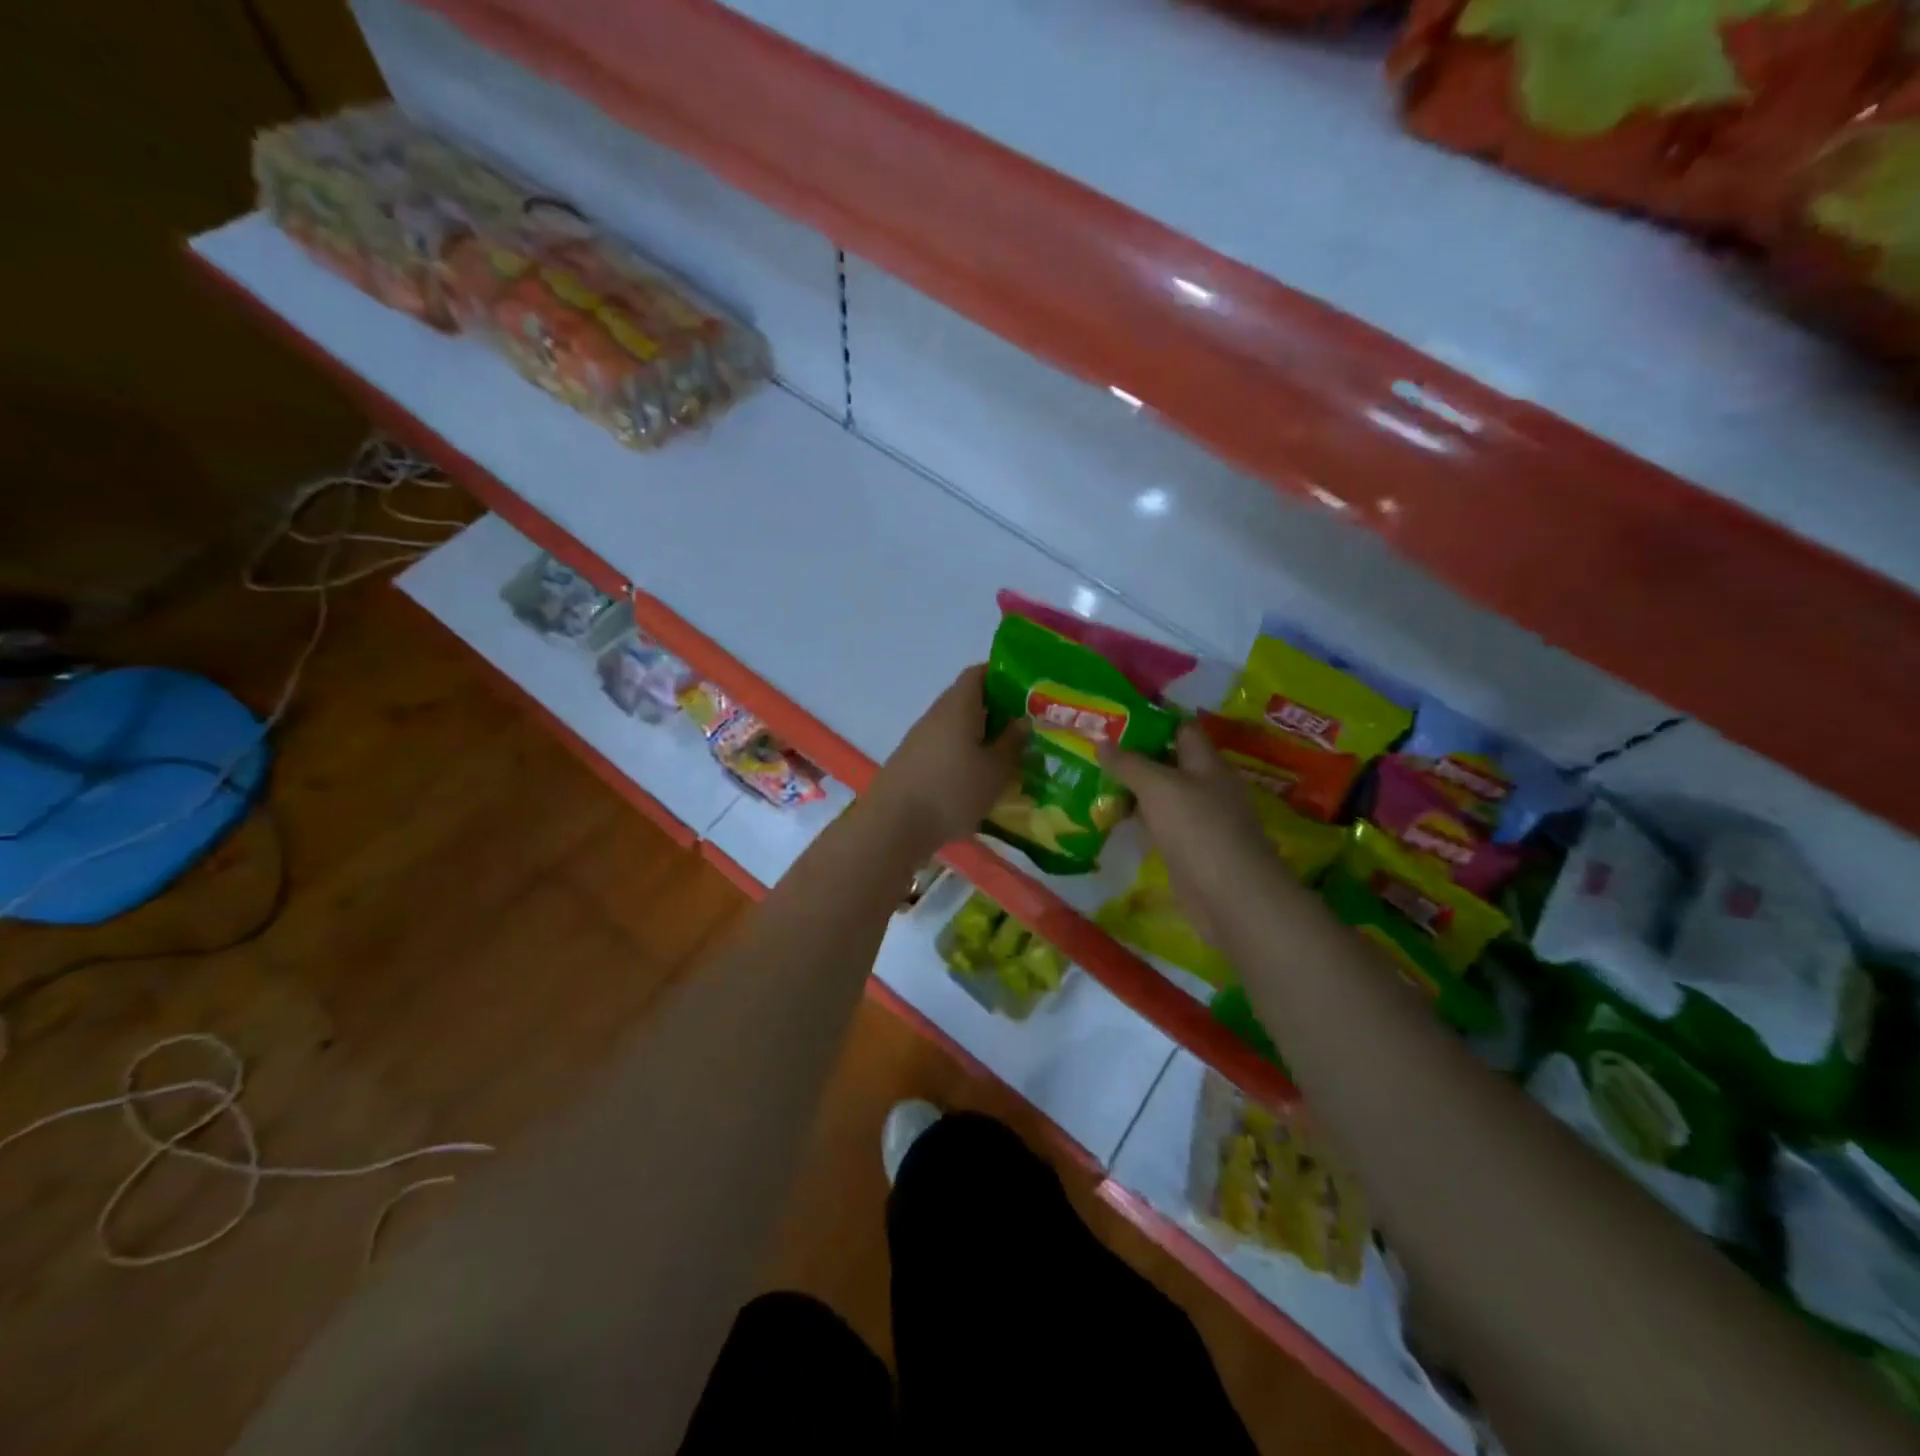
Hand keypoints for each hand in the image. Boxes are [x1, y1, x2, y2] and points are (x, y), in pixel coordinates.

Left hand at [867, 665, 1027, 854]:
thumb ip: (1011, 742)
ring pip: (956, 727)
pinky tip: (977, 779)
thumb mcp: (995, 770)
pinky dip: (962, 755)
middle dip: (996, 712)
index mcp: (958, 705)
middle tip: (1024, 730)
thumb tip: (1022, 720)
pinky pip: (944, 748)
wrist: (893, 825)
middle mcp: (936, 715)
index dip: (1002, 677)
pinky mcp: (911, 762)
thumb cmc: (952, 791)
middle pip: (968, 701)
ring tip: (1005, 758)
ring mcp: (920, 739)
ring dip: (979, 737)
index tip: (1025, 693)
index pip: (978, 674)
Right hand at [1100, 721, 1280, 943]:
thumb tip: (1102, 742)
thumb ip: (1129, 764)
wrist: (1231, 896)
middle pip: (1169, 762)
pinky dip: (1139, 820)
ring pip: (1162, 795)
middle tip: (1094, 751)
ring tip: (1093, 781)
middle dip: (1135, 756)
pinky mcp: (1189, 849)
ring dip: (1133, 790)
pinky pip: (1160, 825)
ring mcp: (1200, 820)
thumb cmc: (1198, 829)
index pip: (1181, 728)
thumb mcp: (1158, 787)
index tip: (1116, 718)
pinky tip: (1113, 819)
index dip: (1152, 720)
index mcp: (1207, 763)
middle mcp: (1206, 786)